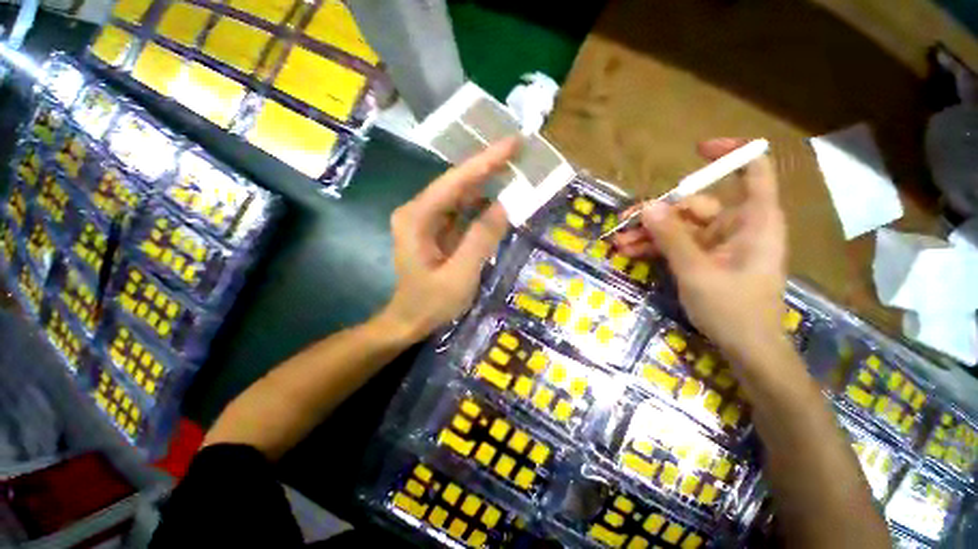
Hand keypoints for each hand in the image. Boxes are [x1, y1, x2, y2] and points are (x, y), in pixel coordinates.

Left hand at [379, 137, 519, 342]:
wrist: (410, 320)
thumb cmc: (431, 303)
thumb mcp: (460, 276)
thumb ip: (481, 239)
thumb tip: (504, 205)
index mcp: (417, 218)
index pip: (454, 182)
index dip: (485, 162)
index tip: (512, 143)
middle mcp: (418, 211)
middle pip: (457, 183)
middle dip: (487, 167)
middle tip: (518, 152)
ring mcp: (427, 219)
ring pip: (460, 194)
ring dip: (486, 182)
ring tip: (514, 169)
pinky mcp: (436, 229)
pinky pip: (462, 210)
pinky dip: (481, 204)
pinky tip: (499, 197)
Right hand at [613, 138, 788, 364]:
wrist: (746, 349)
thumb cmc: (733, 309)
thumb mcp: (697, 272)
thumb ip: (673, 237)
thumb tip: (648, 206)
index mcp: (754, 222)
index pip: (753, 172)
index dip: (731, 154)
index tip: (697, 150)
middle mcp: (738, 227)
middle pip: (697, 205)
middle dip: (660, 213)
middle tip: (626, 221)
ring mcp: (720, 244)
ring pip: (681, 227)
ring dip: (650, 234)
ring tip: (620, 243)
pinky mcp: (706, 259)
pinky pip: (678, 245)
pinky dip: (656, 248)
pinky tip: (631, 253)